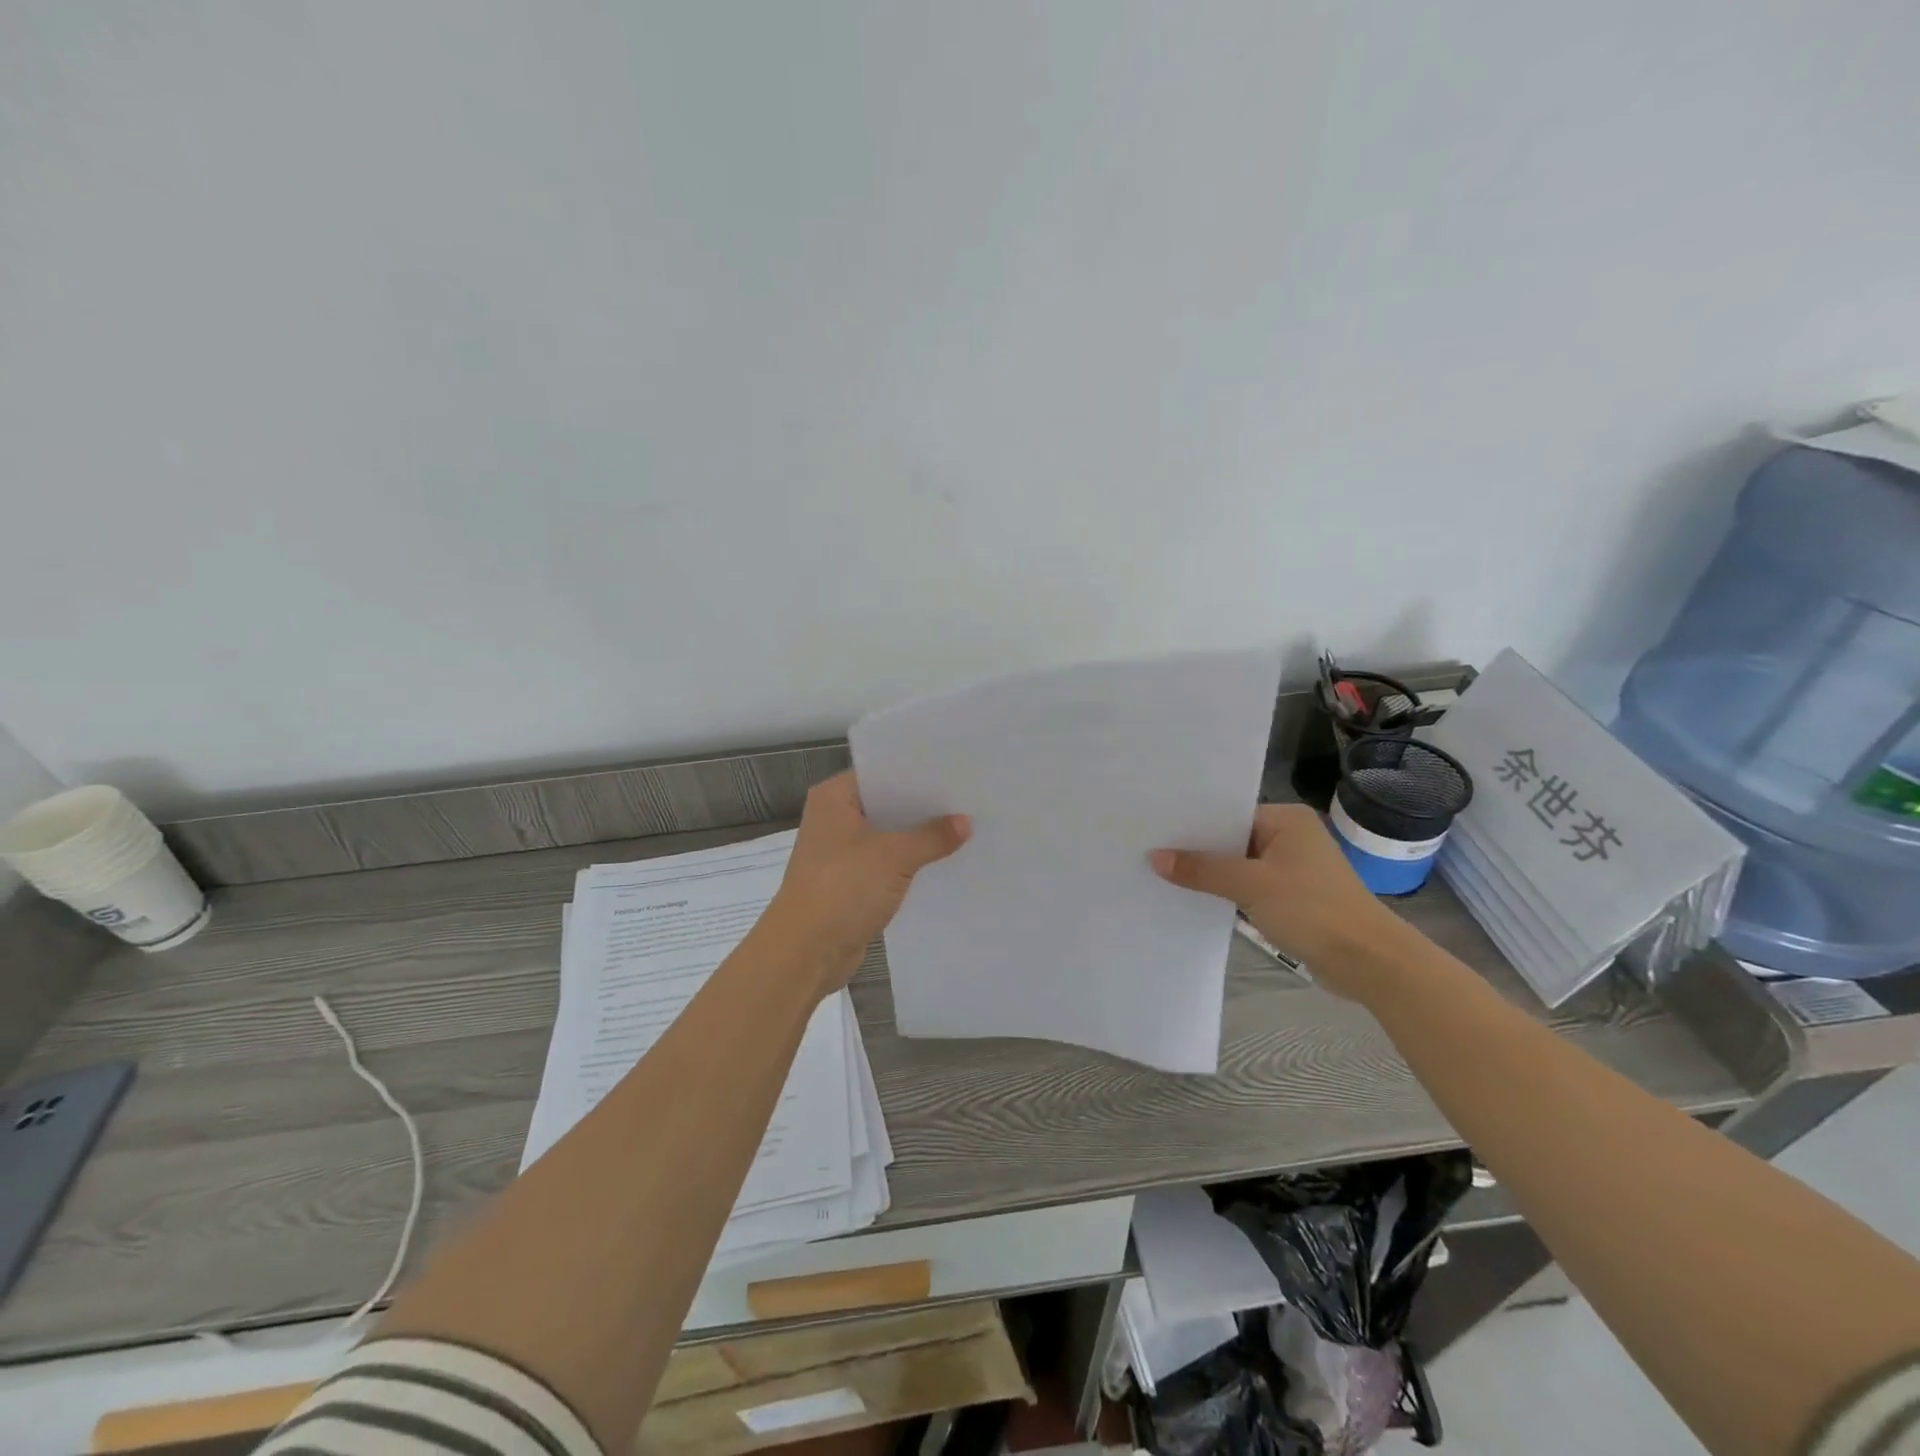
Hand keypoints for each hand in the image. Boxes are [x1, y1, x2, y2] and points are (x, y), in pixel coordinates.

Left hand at [761, 772, 970, 995]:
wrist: (805, 952)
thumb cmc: (843, 888)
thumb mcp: (894, 856)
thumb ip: (932, 836)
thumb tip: (966, 821)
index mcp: (834, 797)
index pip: (881, 772)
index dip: (917, 772)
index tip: (955, 770)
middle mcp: (834, 818)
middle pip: (886, 803)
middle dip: (923, 806)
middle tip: (968, 797)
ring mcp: (841, 851)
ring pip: (888, 835)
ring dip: (918, 837)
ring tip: (966, 826)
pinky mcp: (850, 881)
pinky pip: (886, 863)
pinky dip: (909, 862)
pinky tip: (943, 861)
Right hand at [1151, 804, 1405, 1001]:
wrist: (1368, 961)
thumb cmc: (1313, 909)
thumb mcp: (1251, 885)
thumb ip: (1202, 869)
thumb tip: (1154, 857)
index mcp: (1287, 819)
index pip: (1229, 814)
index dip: (1193, 824)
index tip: (1154, 829)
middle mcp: (1290, 837)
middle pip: (1231, 839)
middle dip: (1197, 850)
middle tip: (1149, 851)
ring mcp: (1292, 868)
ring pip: (1238, 865)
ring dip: (1211, 875)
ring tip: (1162, 874)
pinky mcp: (1292, 897)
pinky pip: (1249, 887)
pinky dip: (1227, 892)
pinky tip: (1194, 898)